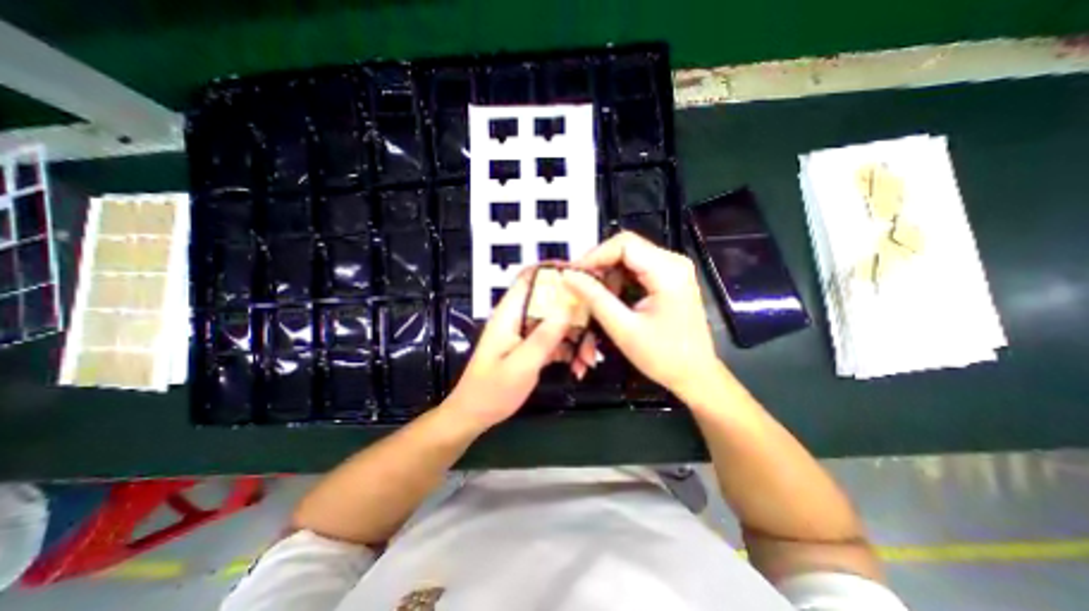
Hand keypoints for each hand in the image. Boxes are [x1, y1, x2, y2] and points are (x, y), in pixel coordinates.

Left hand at [444, 267, 576, 430]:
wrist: (475, 415)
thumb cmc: (491, 391)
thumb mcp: (521, 365)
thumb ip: (544, 336)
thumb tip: (568, 304)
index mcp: (510, 313)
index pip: (530, 277)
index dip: (554, 270)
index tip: (583, 277)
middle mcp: (519, 317)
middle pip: (551, 300)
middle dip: (576, 313)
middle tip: (595, 331)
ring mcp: (526, 332)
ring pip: (558, 321)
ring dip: (577, 337)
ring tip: (588, 360)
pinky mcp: (532, 345)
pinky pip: (556, 339)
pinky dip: (569, 350)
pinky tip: (578, 367)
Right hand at [562, 230, 721, 400]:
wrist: (695, 373)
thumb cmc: (663, 356)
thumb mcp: (623, 328)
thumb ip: (594, 298)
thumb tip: (568, 276)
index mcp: (668, 271)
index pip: (624, 244)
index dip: (594, 255)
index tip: (572, 274)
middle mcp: (674, 261)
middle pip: (626, 247)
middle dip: (599, 265)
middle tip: (578, 285)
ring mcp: (674, 268)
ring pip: (629, 257)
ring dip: (608, 274)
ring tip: (594, 296)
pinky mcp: (670, 277)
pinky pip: (637, 268)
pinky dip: (619, 280)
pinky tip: (611, 298)